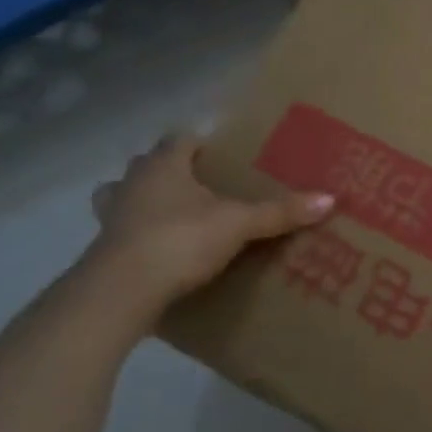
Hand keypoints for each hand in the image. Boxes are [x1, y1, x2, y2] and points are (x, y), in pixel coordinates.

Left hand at [82, 132, 334, 326]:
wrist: (120, 292)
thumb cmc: (180, 240)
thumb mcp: (238, 224)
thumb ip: (280, 212)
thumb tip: (330, 198)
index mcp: (164, 164)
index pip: (180, 139)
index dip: (199, 144)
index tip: (219, 156)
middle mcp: (132, 182)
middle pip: (148, 164)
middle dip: (169, 171)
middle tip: (200, 187)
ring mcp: (110, 216)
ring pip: (121, 195)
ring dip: (141, 201)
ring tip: (171, 217)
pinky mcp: (101, 250)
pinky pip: (118, 233)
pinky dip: (134, 236)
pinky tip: (154, 252)